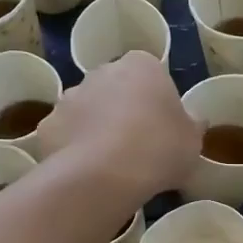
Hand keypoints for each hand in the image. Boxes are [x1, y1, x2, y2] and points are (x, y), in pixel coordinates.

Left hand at [37, 51, 197, 203]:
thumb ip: (192, 125)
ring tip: (112, 164)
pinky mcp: (47, 125)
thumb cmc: (159, 148)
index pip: (151, 73)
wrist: (104, 176)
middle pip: (115, 87)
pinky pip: (66, 135)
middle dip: (123, 109)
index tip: (164, 126)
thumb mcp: (193, 140)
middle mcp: (101, 71)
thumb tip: (195, 120)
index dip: (157, 100)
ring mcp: (69, 97)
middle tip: (139, 144)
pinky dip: (74, 149)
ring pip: (87, 110)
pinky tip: (88, 173)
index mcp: (141, 66)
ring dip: (97, 127)